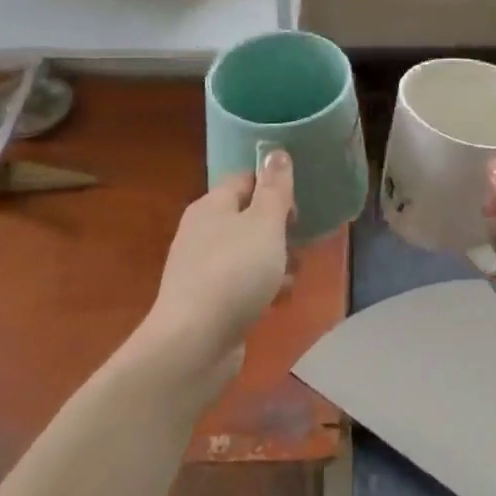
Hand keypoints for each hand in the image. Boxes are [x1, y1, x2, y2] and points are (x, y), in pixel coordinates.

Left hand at [142, 150, 295, 385]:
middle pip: (248, 218)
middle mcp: (202, 232)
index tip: (299, 206)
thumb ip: (275, 189)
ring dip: (275, 261)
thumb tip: (276, 151)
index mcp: (211, 206)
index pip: (244, 179)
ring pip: (248, 253)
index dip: (273, 186)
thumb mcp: (264, 224)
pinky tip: (278, 301)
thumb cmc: (234, 273)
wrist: (194, 344)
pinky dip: (262, 288)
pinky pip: (242, 283)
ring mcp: (202, 269)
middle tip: (301, 241)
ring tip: (294, 275)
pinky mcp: (207, 302)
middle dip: (279, 229)